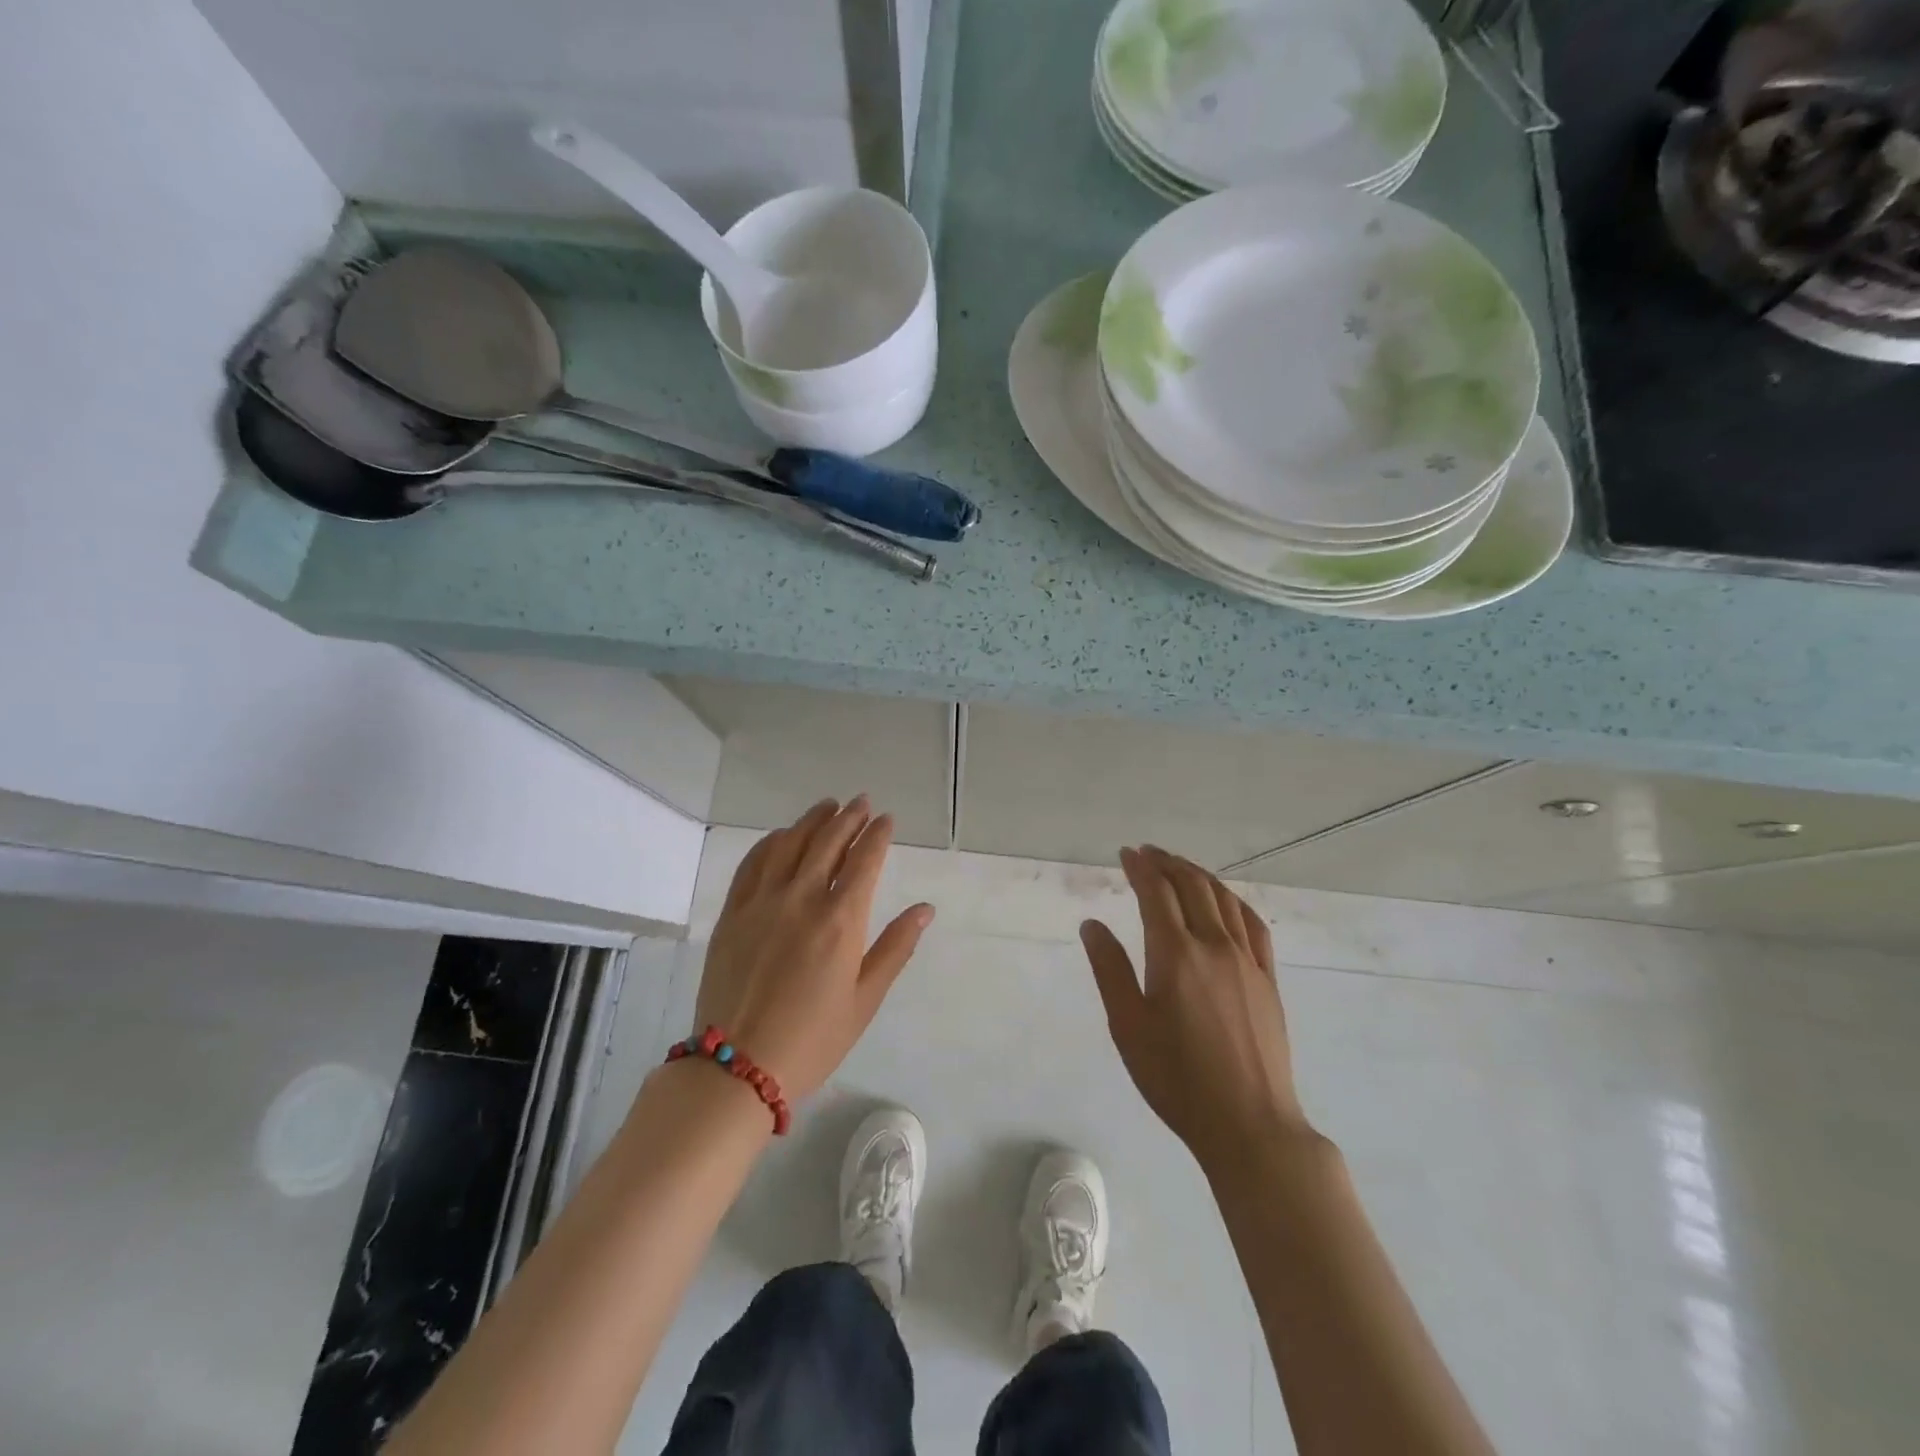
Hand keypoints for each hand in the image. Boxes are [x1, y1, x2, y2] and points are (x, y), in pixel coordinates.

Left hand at [693, 797, 932, 1101]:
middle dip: (849, 817)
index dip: (878, 834)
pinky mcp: (732, 913)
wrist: (737, 1067)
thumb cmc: (813, 1039)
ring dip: (812, 820)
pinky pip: (753, 863)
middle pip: (828, 841)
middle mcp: (802, 898)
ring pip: (790, 844)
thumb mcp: (865, 999)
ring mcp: (762, 902)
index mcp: (841, 920)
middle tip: (861, 803)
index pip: (865, 859)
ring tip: (827, 807)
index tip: (886, 819)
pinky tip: (782, 836)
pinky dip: (771, 842)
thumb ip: (895, 947)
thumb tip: (924, 909)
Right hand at [1081, 847, 1312, 1173]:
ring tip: (1180, 868)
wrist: (1249, 1125)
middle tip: (1148, 854)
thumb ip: (1109, 969)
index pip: (1156, 893)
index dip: (1140, 868)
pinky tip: (1225, 902)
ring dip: (1199, 876)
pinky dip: (1233, 901)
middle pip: (1192, 886)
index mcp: (1176, 954)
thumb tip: (1092, 924)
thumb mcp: (1128, 1027)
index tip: (1126, 853)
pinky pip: (1253, 924)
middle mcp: (1214, 946)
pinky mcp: (1269, 980)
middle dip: (1168, 863)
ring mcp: (1248, 961)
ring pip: (1224, 899)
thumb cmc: (1176, 1079)